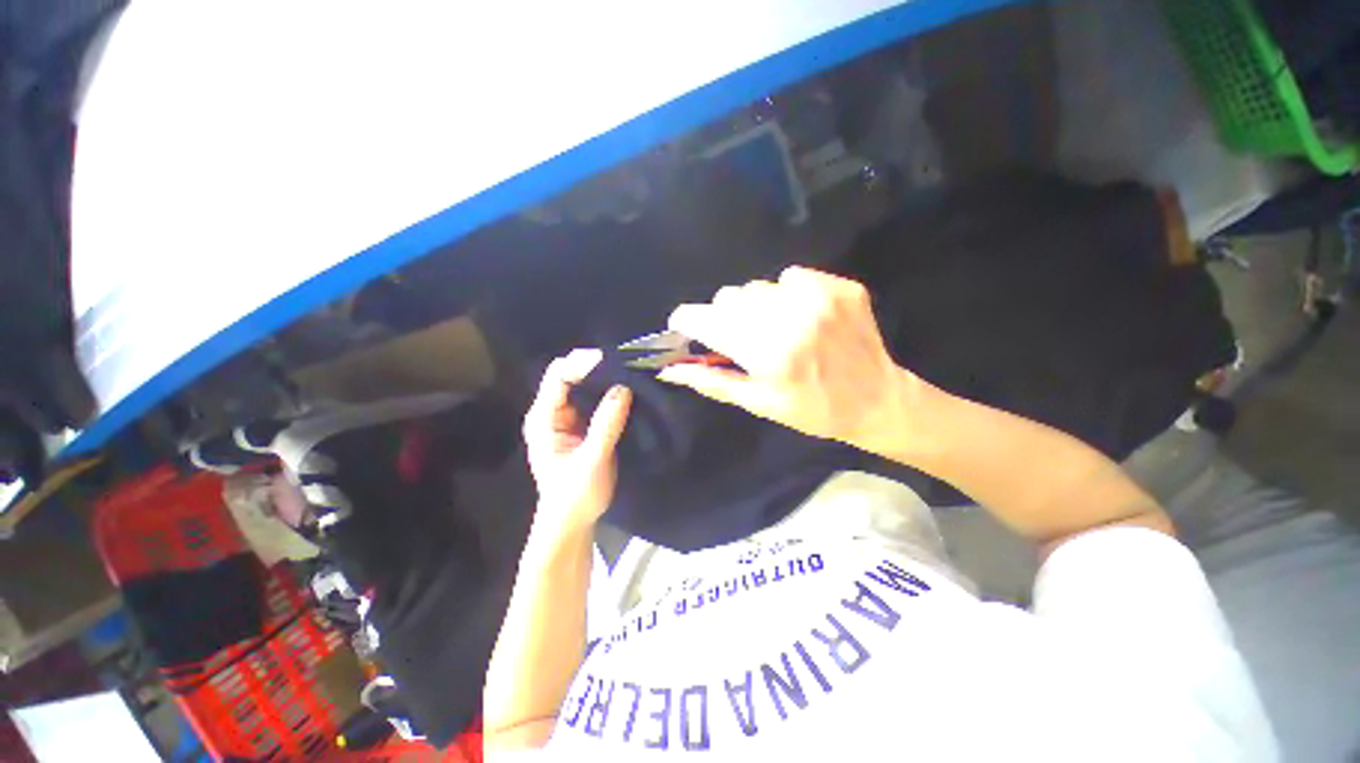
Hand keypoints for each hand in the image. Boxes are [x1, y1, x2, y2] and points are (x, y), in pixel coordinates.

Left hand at [523, 349, 631, 536]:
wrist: (572, 522)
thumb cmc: (575, 496)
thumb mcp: (593, 461)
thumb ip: (606, 425)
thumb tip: (623, 388)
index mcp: (543, 418)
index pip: (558, 377)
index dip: (583, 364)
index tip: (613, 362)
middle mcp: (551, 412)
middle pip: (569, 374)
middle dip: (595, 366)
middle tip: (625, 365)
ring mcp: (566, 417)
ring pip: (583, 385)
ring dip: (604, 377)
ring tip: (629, 373)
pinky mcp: (581, 424)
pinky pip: (594, 399)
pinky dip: (608, 391)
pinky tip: (627, 390)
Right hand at [659, 267, 932, 455]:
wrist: (878, 401)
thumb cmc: (813, 410)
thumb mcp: (759, 403)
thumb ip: (712, 381)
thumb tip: (669, 369)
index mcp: (768, 352)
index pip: (706, 319)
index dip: (686, 320)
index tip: (684, 327)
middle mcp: (791, 317)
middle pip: (729, 297)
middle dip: (724, 317)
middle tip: (741, 339)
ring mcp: (819, 296)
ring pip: (758, 286)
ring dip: (755, 307)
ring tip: (776, 329)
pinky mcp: (840, 286)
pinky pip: (792, 276)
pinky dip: (787, 294)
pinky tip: (802, 317)